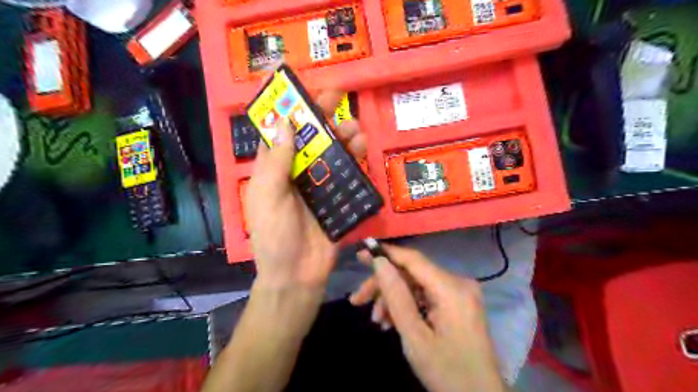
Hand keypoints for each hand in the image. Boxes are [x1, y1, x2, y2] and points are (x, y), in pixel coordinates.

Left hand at [243, 90, 365, 288]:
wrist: (297, 275)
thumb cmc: (275, 236)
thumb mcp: (267, 196)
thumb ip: (276, 161)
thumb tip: (285, 121)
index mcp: (274, 169)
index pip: (280, 130)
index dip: (287, 106)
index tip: (297, 82)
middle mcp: (296, 172)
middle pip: (310, 137)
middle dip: (322, 115)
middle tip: (338, 95)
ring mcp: (318, 185)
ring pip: (332, 153)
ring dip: (343, 137)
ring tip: (355, 129)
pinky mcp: (337, 198)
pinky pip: (347, 175)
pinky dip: (355, 161)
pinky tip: (362, 150)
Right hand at [352, 245, 504, 390]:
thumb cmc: (447, 372)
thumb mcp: (414, 336)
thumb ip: (396, 295)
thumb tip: (379, 261)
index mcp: (451, 288)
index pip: (413, 259)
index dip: (385, 253)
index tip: (361, 252)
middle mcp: (458, 283)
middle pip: (412, 274)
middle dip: (384, 286)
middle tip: (357, 300)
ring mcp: (460, 293)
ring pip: (417, 285)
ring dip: (394, 299)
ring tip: (377, 321)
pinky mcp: (458, 304)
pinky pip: (426, 296)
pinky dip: (408, 306)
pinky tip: (392, 322)